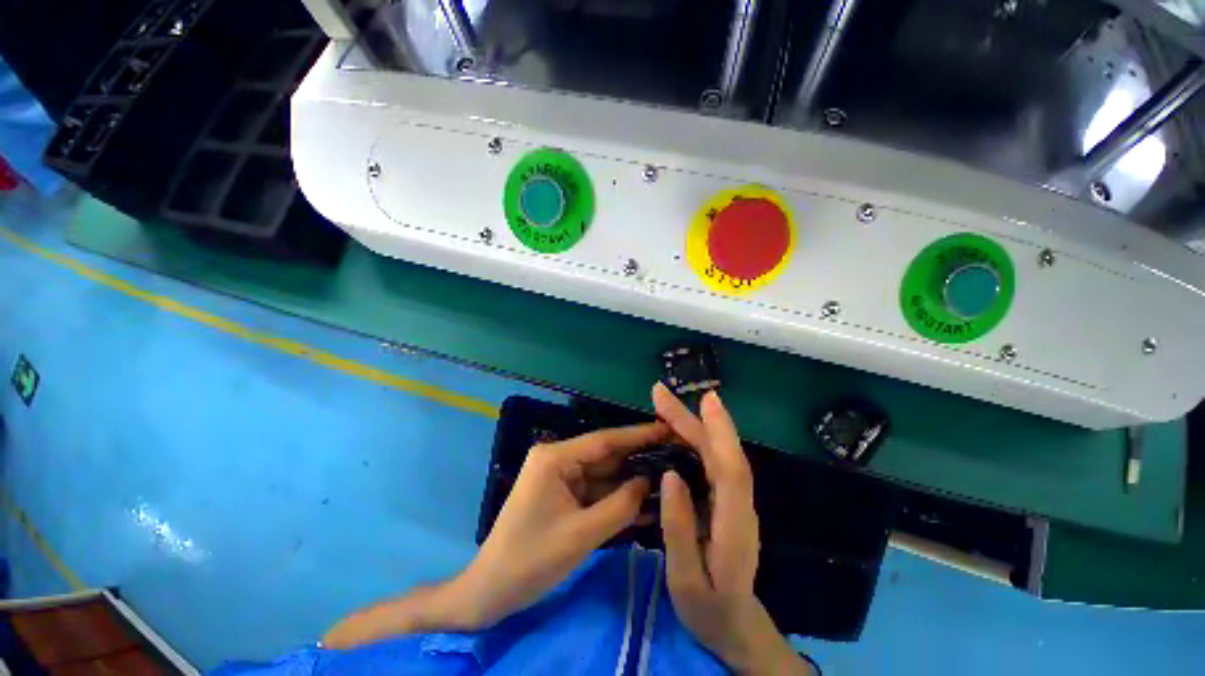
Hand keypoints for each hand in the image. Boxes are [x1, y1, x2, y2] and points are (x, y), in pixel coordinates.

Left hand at [459, 422, 666, 626]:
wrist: (491, 592)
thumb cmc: (530, 560)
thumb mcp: (581, 534)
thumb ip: (620, 505)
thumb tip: (651, 482)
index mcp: (555, 457)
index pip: (604, 440)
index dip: (638, 435)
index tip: (668, 429)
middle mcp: (559, 459)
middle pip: (606, 455)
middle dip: (639, 457)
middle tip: (675, 454)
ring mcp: (562, 477)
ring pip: (604, 474)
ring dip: (632, 479)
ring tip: (669, 475)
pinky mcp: (565, 495)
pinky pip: (597, 492)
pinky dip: (618, 497)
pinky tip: (647, 500)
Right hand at [654, 384, 814, 674]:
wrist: (734, 624)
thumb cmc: (709, 609)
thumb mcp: (686, 580)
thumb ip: (679, 529)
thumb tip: (669, 475)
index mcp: (734, 524)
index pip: (731, 469)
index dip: (720, 431)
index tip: (706, 399)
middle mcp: (739, 503)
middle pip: (719, 452)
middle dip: (691, 418)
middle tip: (660, 393)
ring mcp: (733, 498)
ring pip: (714, 451)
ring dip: (690, 423)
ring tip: (662, 403)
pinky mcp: (724, 496)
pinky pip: (709, 459)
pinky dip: (693, 437)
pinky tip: (674, 428)